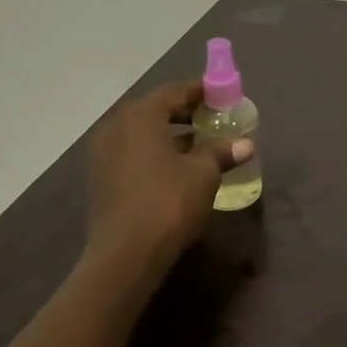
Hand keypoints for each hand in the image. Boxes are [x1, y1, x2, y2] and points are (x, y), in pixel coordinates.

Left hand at [86, 81, 252, 261]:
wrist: (125, 255)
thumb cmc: (168, 202)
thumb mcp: (203, 174)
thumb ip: (221, 152)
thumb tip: (245, 144)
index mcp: (139, 117)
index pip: (174, 92)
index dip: (200, 91)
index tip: (222, 95)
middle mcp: (115, 128)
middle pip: (155, 111)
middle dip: (186, 113)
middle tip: (214, 119)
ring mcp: (103, 155)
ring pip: (143, 134)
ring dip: (171, 135)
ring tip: (201, 145)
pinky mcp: (102, 180)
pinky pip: (133, 154)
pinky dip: (156, 153)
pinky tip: (178, 168)